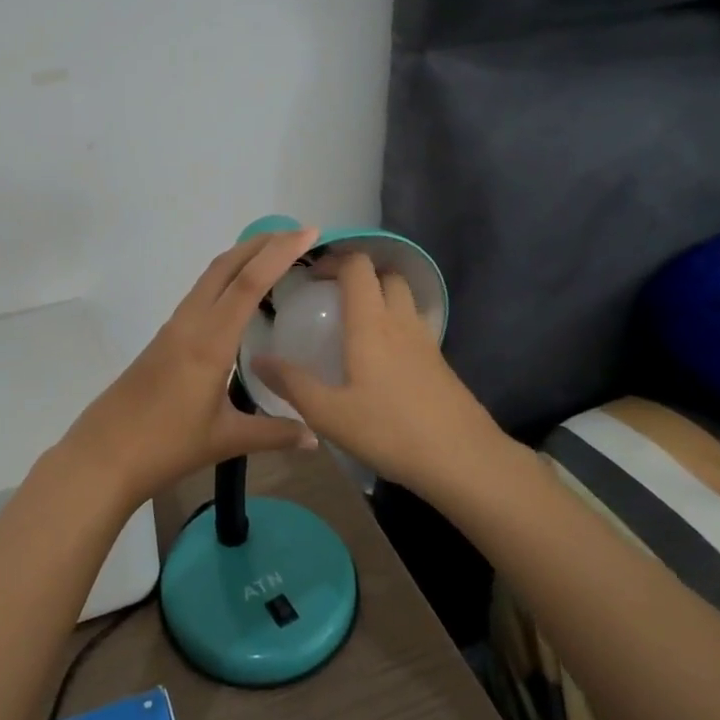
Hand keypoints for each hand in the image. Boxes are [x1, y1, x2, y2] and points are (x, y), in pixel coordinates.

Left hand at [60, 228, 321, 504]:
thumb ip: (274, 433)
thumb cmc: (166, 446)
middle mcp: (190, 323)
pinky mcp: (164, 339)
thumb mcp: (226, 440)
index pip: (249, 283)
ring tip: (275, 258)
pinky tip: (240, 298)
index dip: (280, 253)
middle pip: (226, 266)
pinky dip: (225, 281)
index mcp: (210, 341)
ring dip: (242, 259)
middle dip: (262, 243)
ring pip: (209, 278)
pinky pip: (200, 296)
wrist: (103, 454)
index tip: (309, 232)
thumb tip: (316, 436)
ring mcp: (173, 329)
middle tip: (298, 235)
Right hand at [251, 252, 498, 494]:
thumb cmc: (389, 431)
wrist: (462, 459)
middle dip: (359, 275)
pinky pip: (413, 326)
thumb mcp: (328, 413)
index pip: (358, 266)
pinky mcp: (440, 362)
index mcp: (371, 323)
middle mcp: (401, 321)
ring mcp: (425, 340)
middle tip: (331, 298)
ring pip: (404, 299)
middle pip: (386, 274)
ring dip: (379, 297)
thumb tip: (257, 359)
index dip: (334, 260)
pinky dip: (394, 325)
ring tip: (352, 326)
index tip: (310, 277)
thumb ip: (291, 383)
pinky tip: (378, 360)